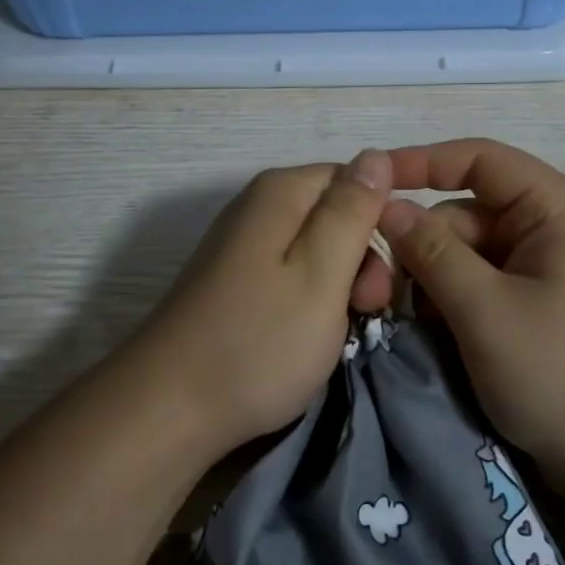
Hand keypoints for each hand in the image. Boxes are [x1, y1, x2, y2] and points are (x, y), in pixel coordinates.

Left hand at [125, 151, 395, 461]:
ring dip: (342, 285)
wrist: (169, 409)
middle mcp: (258, 208)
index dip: (384, 216)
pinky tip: (311, 335)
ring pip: (319, 249)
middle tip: (368, 309)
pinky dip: (314, 301)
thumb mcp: (321, 274)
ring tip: (340, 330)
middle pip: (336, 214)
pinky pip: (293, 275)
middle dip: (364, 257)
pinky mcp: (235, 282)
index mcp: (282, 193)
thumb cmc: (258, 342)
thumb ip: (351, 211)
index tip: (395, 264)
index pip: (357, 177)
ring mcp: (243, 247)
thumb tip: (376, 155)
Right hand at [379, 139, 564, 497]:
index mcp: (559, 209)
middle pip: (470, 211)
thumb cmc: (562, 377)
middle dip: (425, 243)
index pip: (479, 159)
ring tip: (414, 320)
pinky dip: (459, 300)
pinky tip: (441, 333)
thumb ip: (431, 252)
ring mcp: (554, 267)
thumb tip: (387, 206)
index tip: (368, 184)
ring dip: (437, 279)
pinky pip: (489, 282)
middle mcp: (559, 226)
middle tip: (383, 288)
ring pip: (474, 251)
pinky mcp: (547, 302)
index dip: (420, 163)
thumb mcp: (485, 312)